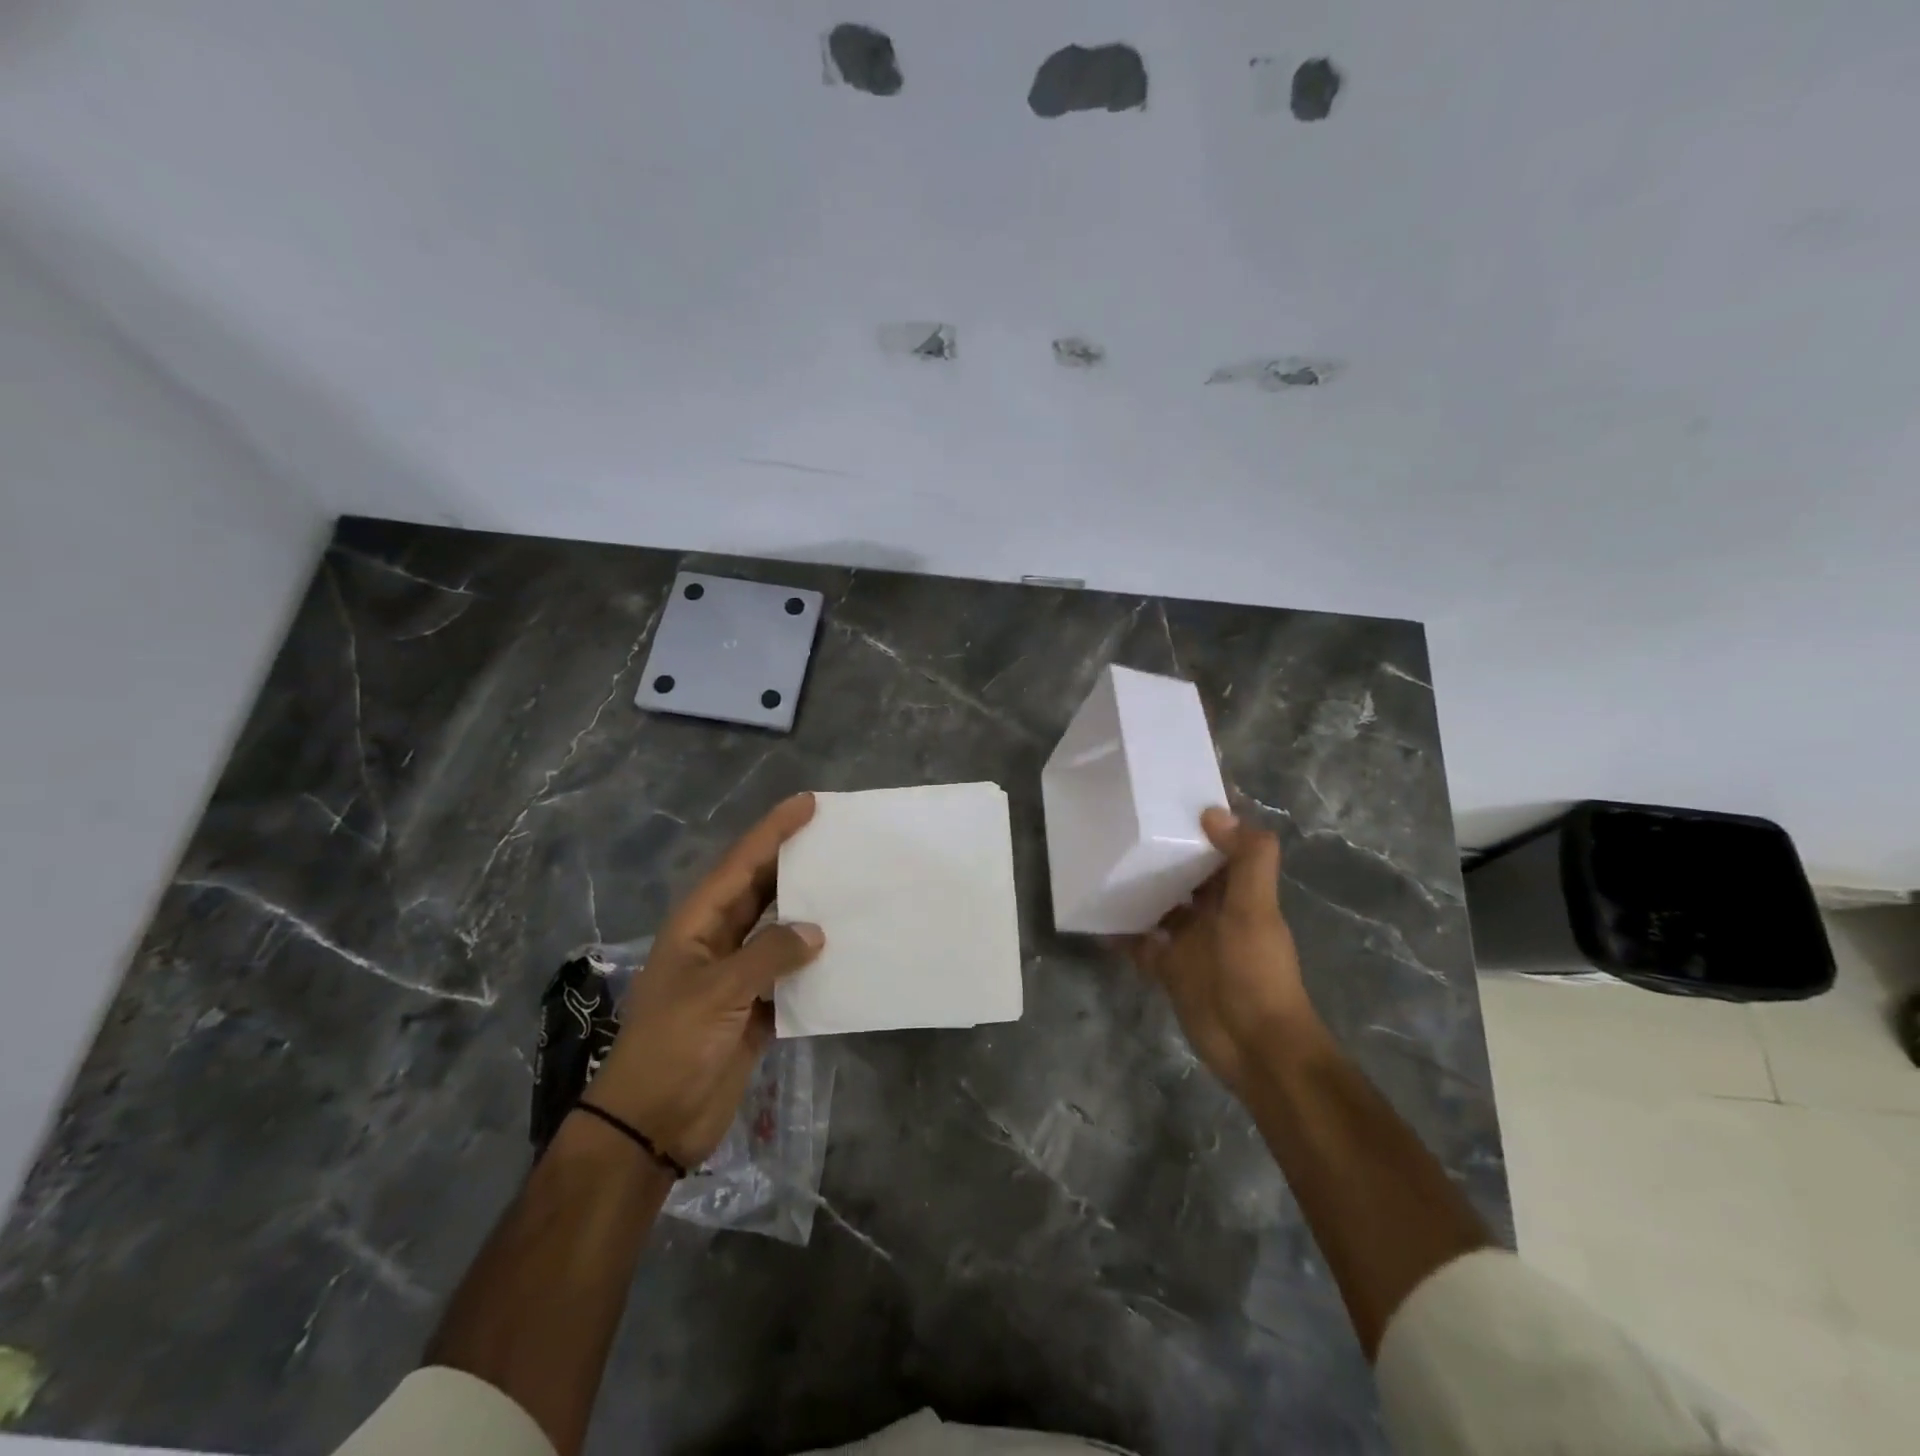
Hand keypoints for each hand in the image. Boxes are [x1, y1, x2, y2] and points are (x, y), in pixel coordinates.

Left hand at [583, 793, 823, 1167]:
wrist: (652, 1124)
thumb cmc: (673, 1046)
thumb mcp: (719, 992)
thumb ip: (769, 955)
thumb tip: (816, 932)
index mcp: (698, 924)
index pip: (741, 864)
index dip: (773, 831)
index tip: (808, 803)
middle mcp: (718, 941)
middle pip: (761, 890)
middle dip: (794, 862)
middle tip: (837, 838)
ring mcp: (736, 976)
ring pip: (778, 931)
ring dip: (808, 912)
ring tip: (848, 888)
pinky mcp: (754, 1010)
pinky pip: (789, 974)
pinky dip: (813, 964)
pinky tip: (844, 953)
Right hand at [1126, 808, 1317, 1095]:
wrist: (1254, 1046)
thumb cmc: (1256, 971)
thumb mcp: (1256, 909)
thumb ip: (1247, 860)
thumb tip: (1214, 812)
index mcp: (1240, 892)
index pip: (1223, 847)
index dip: (1204, 823)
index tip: (1170, 796)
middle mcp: (1214, 911)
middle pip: (1186, 873)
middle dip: (1162, 851)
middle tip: (1122, 823)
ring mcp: (1189, 941)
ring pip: (1160, 904)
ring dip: (1138, 887)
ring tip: (1102, 861)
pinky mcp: (1168, 967)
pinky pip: (1139, 942)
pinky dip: (1121, 931)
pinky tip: (1095, 915)